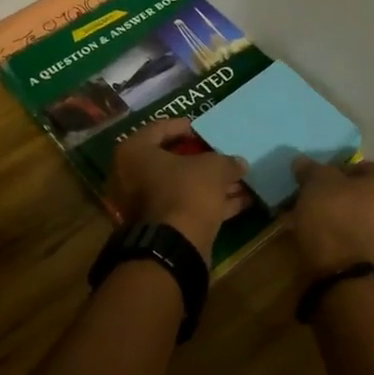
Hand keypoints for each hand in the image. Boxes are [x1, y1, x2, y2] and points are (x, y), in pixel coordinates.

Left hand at [105, 119, 250, 262]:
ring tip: (241, 180)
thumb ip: (226, 161)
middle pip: (171, 161)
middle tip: (223, 155)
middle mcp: (132, 177)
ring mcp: (143, 204)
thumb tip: (239, 164)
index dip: (184, 127)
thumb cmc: (186, 191)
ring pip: (181, 187)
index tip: (203, 130)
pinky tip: (241, 201)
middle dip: (202, 160)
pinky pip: (186, 207)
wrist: (174, 246)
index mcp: (134, 152)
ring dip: (211, 184)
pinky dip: (211, 203)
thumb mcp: (213, 168)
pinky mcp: (159, 227)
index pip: (159, 129)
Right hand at [286, 157, 373, 277]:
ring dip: (343, 214)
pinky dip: (347, 232)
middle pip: (367, 193)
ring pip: (365, 215)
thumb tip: (301, 162)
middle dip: (342, 195)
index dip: (337, 173)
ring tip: (314, 219)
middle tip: (316, 199)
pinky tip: (322, 235)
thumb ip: (312, 169)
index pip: (364, 168)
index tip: (319, 183)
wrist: (342, 271)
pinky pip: (365, 235)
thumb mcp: (318, 182)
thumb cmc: (337, 213)